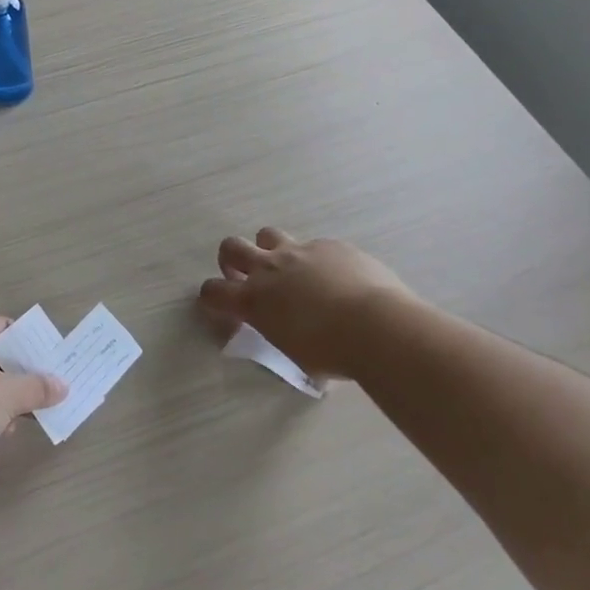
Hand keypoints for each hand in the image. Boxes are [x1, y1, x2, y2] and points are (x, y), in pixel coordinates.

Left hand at [0, 318, 66, 497]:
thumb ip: (37, 388)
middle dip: (18, 373)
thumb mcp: (7, 395)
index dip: (27, 341)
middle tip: (47, 386)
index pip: (0, 326)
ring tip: (30, 412)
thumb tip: (62, 386)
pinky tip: (2, 432)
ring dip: (4, 398)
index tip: (50, 357)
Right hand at [198, 228, 423, 381]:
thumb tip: (292, 336)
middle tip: (245, 275)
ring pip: (268, 235)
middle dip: (231, 259)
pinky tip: (337, 277)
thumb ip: (283, 335)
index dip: (212, 297)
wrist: (378, 326)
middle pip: (231, 247)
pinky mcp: (330, 245)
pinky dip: (317, 259)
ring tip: (289, 269)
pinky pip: (314, 246)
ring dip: (270, 249)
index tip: (222, 306)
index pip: (213, 291)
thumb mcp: (296, 355)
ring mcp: (300, 251)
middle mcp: (269, 269)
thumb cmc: (334, 353)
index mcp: (254, 301)